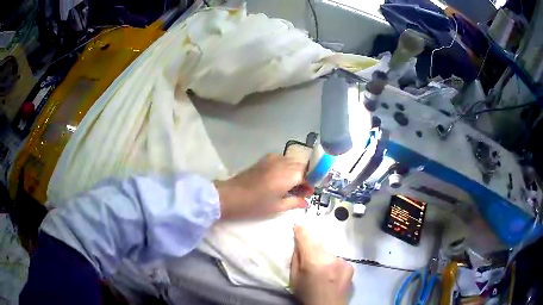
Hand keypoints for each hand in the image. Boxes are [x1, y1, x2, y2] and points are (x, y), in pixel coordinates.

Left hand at [214, 154, 309, 218]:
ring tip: (292, 188)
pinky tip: (281, 181)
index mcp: (289, 174)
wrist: (230, 196)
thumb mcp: (277, 207)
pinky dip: (287, 169)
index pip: (309, 174)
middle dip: (306, 177)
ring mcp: (273, 158)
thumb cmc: (255, 204)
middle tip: (302, 192)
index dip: (313, 183)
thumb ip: (295, 202)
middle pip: (302, 166)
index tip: (310, 193)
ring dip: (296, 173)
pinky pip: (282, 161)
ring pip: (292, 162)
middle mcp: (283, 162)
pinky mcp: (264, 159)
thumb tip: (306, 202)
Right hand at [290, 225, 353, 304]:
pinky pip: (337, 259)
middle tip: (308, 253)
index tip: (298, 225)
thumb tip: (298, 243)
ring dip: (323, 256)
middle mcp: (329, 258)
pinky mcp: (350, 265)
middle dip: (311, 245)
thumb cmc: (307, 294)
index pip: (306, 238)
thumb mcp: (294, 278)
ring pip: (328, 252)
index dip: (301, 231)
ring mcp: (342, 261)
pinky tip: (331, 274)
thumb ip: (296, 259)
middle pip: (318, 243)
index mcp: (313, 261)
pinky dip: (333, 263)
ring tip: (321, 269)